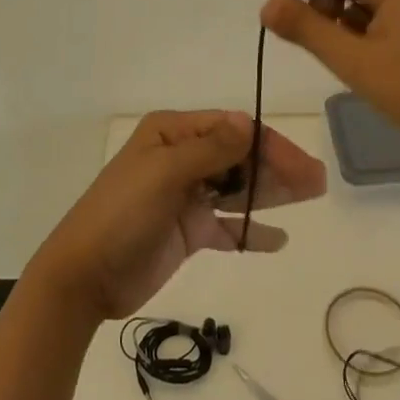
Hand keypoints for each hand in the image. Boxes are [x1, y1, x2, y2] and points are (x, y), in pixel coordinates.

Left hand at [26, 110, 327, 322]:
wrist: (83, 277)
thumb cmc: (121, 214)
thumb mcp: (164, 174)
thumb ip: (210, 150)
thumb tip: (249, 122)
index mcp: (172, 134)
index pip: (231, 130)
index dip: (267, 144)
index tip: (299, 165)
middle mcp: (181, 158)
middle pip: (239, 157)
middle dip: (276, 166)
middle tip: (316, 182)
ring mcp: (185, 196)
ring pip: (237, 188)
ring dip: (271, 193)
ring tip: (310, 198)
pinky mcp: (187, 231)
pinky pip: (227, 225)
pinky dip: (250, 230)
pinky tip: (276, 239)